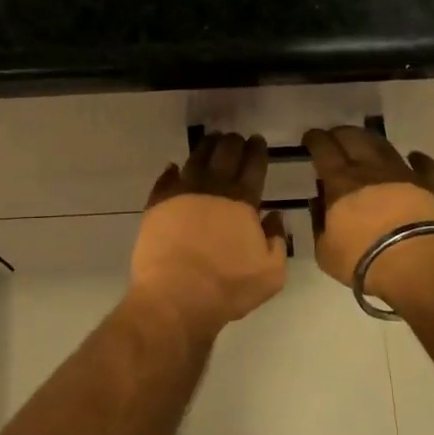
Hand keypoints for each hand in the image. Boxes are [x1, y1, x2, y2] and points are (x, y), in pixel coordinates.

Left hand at [130, 132, 288, 338]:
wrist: (175, 297)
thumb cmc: (228, 287)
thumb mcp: (271, 273)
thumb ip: (277, 240)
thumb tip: (274, 216)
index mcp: (242, 201)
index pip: (253, 166)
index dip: (257, 151)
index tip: (257, 140)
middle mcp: (212, 189)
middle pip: (224, 155)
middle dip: (233, 143)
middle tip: (236, 137)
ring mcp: (181, 194)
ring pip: (195, 160)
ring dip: (205, 148)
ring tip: (210, 142)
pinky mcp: (156, 206)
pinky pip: (165, 180)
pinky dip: (171, 171)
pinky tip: (174, 167)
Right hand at [302, 126, 433, 306]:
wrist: (417, 265)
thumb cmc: (363, 260)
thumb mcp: (325, 251)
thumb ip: (319, 223)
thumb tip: (318, 203)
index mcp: (340, 182)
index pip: (323, 149)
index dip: (315, 139)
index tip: (310, 138)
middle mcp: (370, 169)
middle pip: (353, 138)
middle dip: (340, 133)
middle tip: (334, 137)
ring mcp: (402, 174)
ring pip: (384, 146)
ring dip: (371, 140)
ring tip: (365, 141)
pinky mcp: (429, 185)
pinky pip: (424, 165)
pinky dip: (417, 159)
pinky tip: (413, 157)